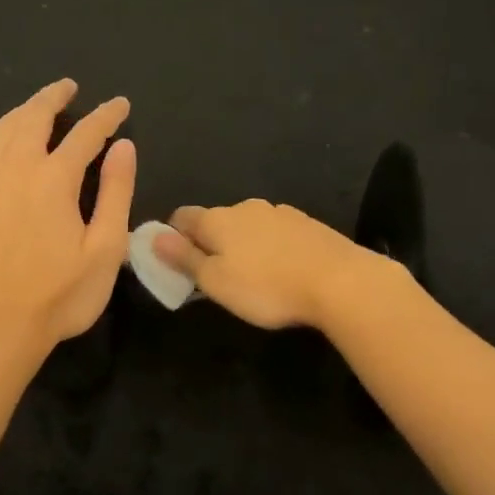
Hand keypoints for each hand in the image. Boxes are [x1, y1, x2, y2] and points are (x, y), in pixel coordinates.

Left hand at [0, 79, 134, 351]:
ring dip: (24, 110)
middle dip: (54, 97)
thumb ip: (115, 192)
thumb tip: (123, 147)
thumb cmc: (61, 294)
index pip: (85, 134)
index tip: (121, 105)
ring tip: (38, 105)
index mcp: (53, 179)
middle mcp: (16, 170)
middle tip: (70, 87)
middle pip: (33, 118)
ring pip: (3, 130)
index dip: (106, 116)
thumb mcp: (105, 248)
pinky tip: (4, 141)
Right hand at [153, 200, 383, 330]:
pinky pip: (276, 232)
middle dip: (210, 242)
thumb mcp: (215, 282)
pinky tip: (281, 270)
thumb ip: (184, 258)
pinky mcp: (308, 224)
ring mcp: (280, 212)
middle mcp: (246, 207)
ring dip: (242, 244)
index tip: (177, 262)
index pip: (182, 216)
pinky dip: (270, 247)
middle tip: (215, 277)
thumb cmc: (266, 287)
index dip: (173, 237)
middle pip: (216, 220)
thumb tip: (154, 237)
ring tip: (252, 276)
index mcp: (217, 219)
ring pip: (248, 225)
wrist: (341, 281)